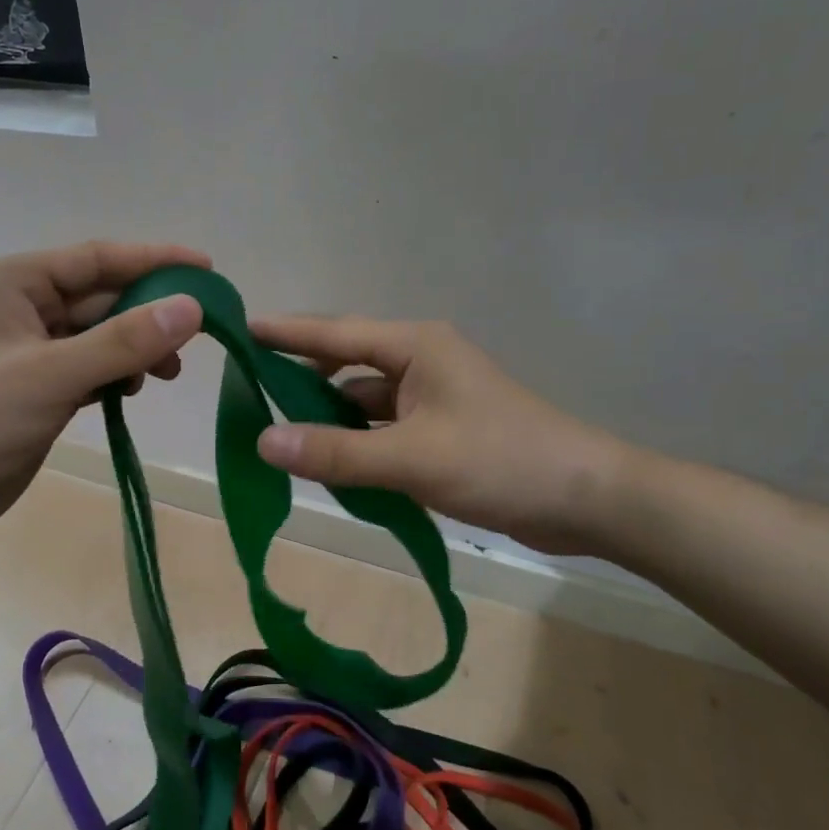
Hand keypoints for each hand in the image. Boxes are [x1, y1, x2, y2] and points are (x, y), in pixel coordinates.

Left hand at [0, 242, 205, 547]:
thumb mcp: (50, 375)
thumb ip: (121, 342)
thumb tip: (191, 308)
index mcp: (13, 283)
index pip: (95, 259)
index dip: (153, 261)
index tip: (206, 269)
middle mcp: (21, 307)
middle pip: (101, 297)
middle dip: (149, 313)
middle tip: (201, 332)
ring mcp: (29, 350)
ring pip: (99, 336)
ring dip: (136, 348)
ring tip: (169, 371)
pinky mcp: (38, 388)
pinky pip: (89, 367)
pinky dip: (116, 375)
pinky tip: (134, 389)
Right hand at [248, 316, 633, 555]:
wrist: (588, 500)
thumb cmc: (500, 461)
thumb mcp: (412, 458)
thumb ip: (336, 452)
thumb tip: (263, 442)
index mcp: (416, 348)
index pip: (336, 332)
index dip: (286, 332)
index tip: (241, 329)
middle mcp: (421, 363)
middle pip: (347, 365)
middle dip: (302, 379)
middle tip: (251, 395)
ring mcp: (434, 399)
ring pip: (364, 402)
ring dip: (330, 420)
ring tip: (282, 439)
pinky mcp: (443, 432)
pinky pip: (384, 430)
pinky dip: (358, 444)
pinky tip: (332, 466)